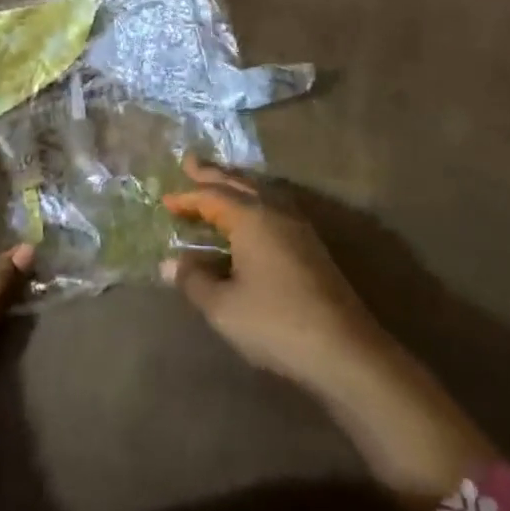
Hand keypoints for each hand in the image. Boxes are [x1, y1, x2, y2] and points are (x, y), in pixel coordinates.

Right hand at [160, 155, 385, 393]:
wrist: (343, 348)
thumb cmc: (275, 322)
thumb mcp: (223, 307)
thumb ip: (194, 280)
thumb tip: (169, 263)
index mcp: (251, 217)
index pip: (212, 196)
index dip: (187, 198)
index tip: (165, 200)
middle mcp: (275, 210)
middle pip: (239, 183)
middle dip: (213, 174)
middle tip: (190, 162)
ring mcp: (297, 225)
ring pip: (260, 191)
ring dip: (236, 184)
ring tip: (218, 182)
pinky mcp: (310, 244)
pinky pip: (273, 206)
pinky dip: (253, 201)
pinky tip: (251, 215)